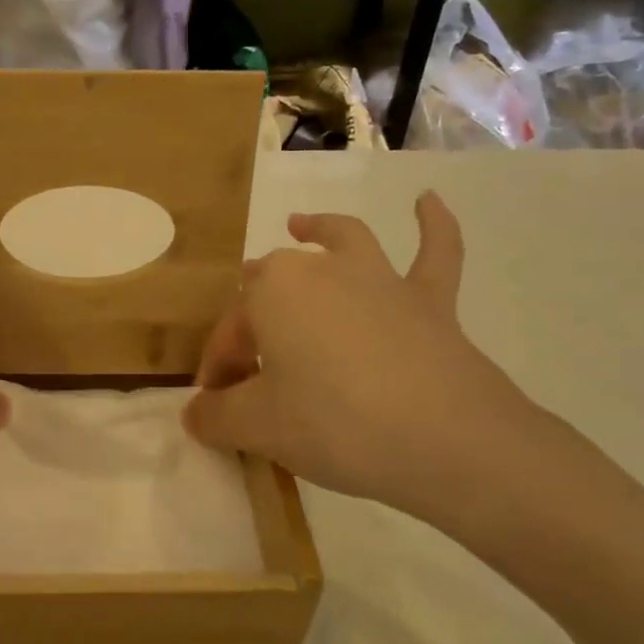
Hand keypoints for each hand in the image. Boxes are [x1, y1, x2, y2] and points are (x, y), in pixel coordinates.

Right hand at [184, 194, 547, 528]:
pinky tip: (428, 202)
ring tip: (302, 224)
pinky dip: (433, 226)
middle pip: (273, 285)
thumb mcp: (258, 428)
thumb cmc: (336, 425)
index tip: (218, 412)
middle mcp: (322, 270)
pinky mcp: (430, 301)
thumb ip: (215, 417)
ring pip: (343, 242)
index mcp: (272, 291)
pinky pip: (435, 253)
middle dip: (254, 319)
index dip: (219, 370)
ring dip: (319, 231)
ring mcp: (380, 279)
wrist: (449, 441)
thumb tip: (195, 414)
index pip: (231, 331)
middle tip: (250, 369)